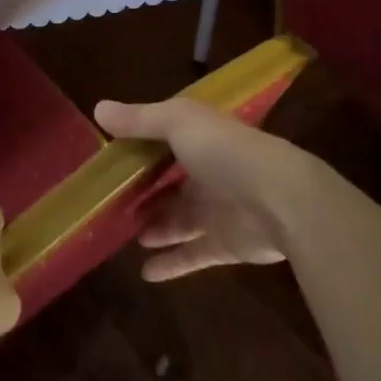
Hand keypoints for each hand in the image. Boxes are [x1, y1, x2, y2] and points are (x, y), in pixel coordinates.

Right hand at [95, 97, 320, 281]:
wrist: (282, 201)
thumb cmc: (226, 153)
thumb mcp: (179, 123)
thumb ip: (140, 119)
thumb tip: (98, 108)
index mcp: (201, 139)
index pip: (167, 139)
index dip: (141, 147)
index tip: (111, 157)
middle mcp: (209, 172)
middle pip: (171, 183)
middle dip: (145, 191)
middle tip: (112, 202)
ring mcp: (217, 210)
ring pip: (178, 219)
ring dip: (155, 227)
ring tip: (125, 234)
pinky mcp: (224, 244)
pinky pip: (191, 255)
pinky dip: (170, 264)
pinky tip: (145, 272)